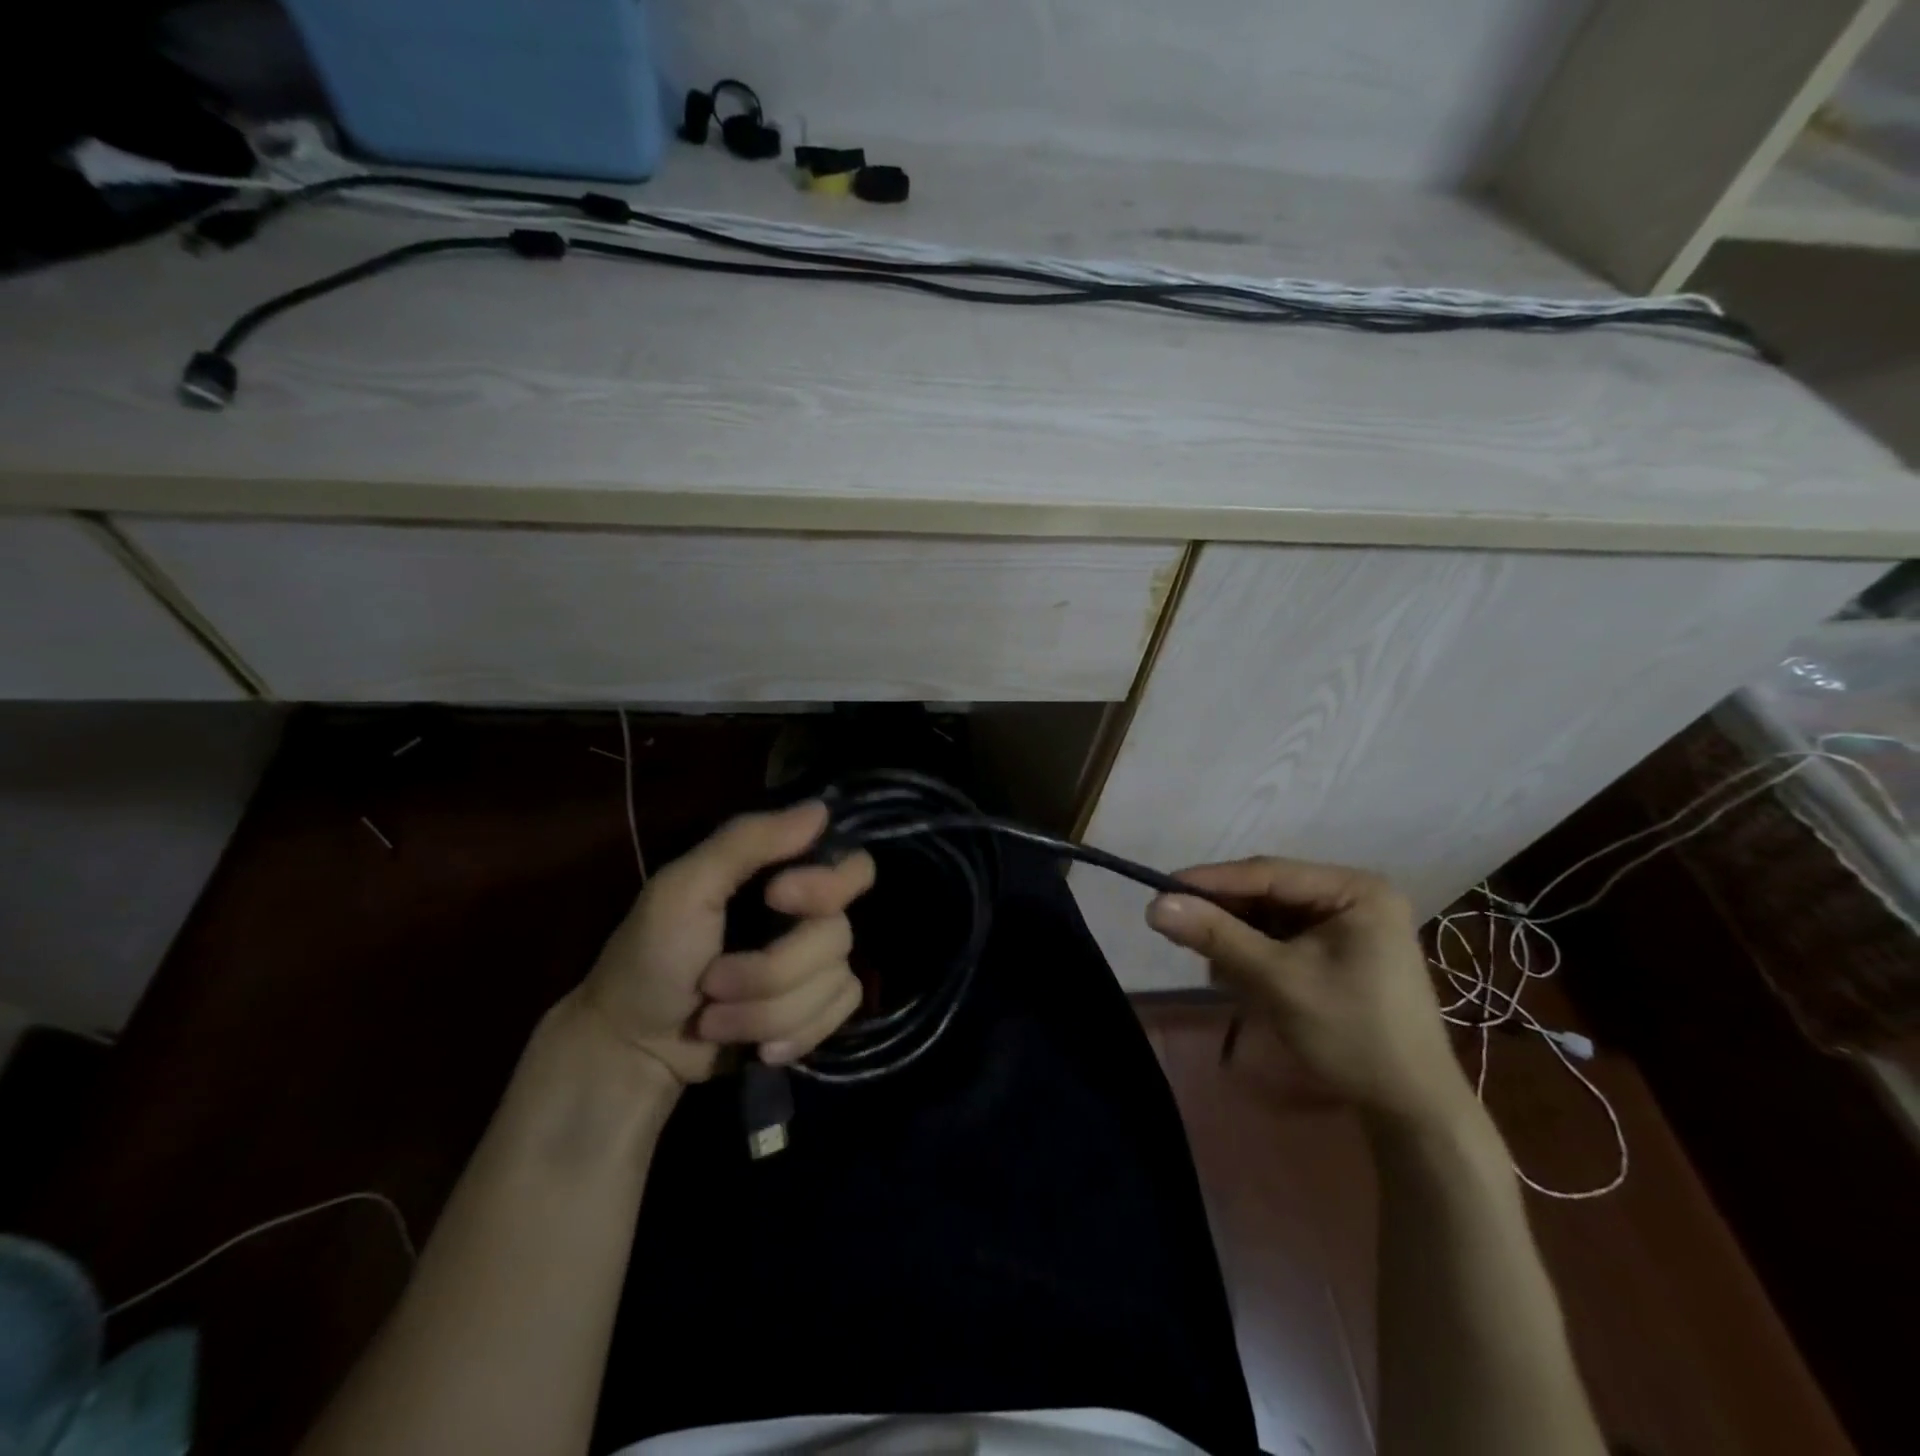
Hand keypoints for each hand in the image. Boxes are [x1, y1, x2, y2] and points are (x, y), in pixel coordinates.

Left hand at [574, 801, 874, 1087]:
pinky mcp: (817, 1011)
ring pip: (835, 982)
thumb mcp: (683, 887)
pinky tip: (761, 1048)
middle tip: (714, 982)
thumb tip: (820, 809)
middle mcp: (808, 915)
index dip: (826, 885)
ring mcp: (816, 966)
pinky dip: (795, 1035)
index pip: (851, 867)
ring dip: (767, 1012)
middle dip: (772, 971)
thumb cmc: (650, 956)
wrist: (634, 1046)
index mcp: (782, 874)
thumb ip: (746, 842)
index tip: (776, 898)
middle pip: (838, 934)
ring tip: (716, 1019)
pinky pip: (839, 1014)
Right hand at [1146, 858, 1474, 1129]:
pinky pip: (1282, 939)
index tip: (1159, 890)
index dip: (1210, 881)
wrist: (1411, 1109)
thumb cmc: (1352, 1034)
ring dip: (1239, 942)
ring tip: (1222, 974)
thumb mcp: (1278, 980)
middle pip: (1267, 893)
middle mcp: (1353, 896)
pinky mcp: (1340, 951)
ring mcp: (1348, 925)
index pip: (1267, 873)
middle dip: (1226, 919)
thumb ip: (1217, 936)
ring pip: (1270, 918)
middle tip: (1179, 933)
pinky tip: (1245, 983)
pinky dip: (1257, 957)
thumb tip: (1153, 905)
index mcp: (1354, 889)